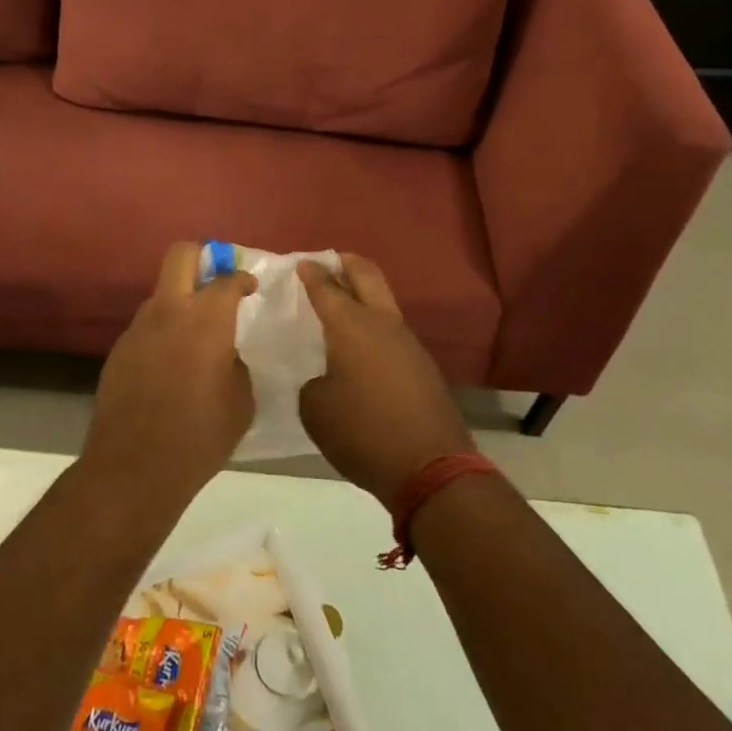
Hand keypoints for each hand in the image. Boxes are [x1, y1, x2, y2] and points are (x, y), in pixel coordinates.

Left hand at [83, 242, 257, 508]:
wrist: (135, 466)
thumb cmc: (200, 435)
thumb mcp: (241, 401)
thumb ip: (236, 364)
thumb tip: (225, 354)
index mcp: (206, 318)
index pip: (227, 279)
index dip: (243, 279)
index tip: (250, 288)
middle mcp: (168, 310)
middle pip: (181, 255)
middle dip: (203, 255)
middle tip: (218, 278)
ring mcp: (138, 327)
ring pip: (161, 293)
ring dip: (180, 301)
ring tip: (195, 335)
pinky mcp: (119, 349)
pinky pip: (146, 327)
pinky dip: (163, 332)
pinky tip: (171, 366)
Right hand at [297, 255, 474, 509]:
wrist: (430, 467)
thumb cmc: (362, 432)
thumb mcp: (315, 409)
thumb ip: (313, 382)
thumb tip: (326, 377)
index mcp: (350, 326)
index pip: (326, 287)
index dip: (311, 272)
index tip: (301, 263)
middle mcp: (381, 323)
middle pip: (366, 275)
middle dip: (346, 263)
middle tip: (328, 262)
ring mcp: (408, 342)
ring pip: (383, 302)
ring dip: (363, 295)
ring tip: (341, 307)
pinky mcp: (422, 365)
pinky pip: (392, 331)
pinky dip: (374, 326)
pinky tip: (361, 347)